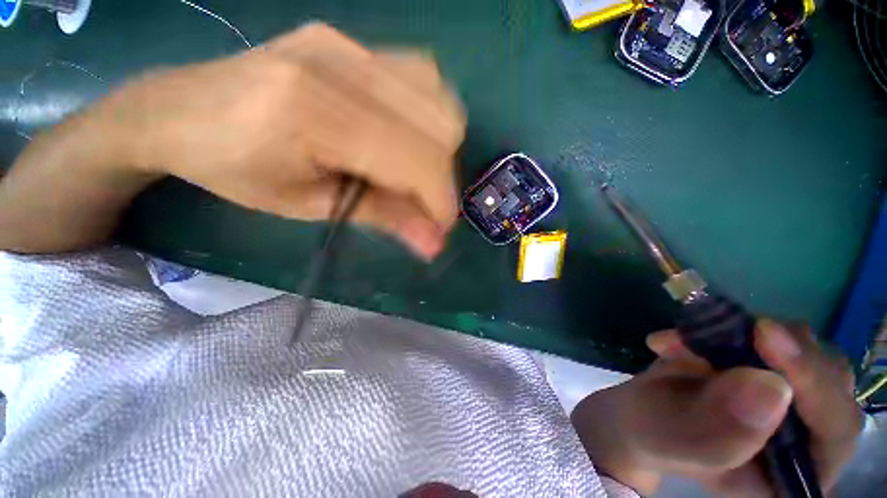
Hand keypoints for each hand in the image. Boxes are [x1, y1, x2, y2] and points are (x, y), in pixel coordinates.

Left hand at [98, 23, 465, 259]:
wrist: (179, 109)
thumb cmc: (235, 170)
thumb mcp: (310, 206)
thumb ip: (383, 219)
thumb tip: (434, 244)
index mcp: (314, 113)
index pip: (414, 158)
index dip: (439, 199)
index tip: (440, 229)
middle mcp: (338, 63)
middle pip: (437, 124)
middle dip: (442, 177)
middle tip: (422, 202)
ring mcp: (346, 42)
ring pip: (437, 96)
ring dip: (439, 146)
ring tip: (415, 171)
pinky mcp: (348, 39)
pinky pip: (420, 76)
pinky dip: (428, 115)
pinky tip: (406, 136)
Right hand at [571, 320, 860, 495]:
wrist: (641, 411)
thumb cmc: (656, 436)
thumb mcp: (677, 443)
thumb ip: (719, 434)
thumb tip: (769, 387)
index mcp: (796, 475)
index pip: (834, 427)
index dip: (811, 381)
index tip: (766, 335)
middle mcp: (809, 434)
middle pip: (828, 376)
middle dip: (781, 350)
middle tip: (736, 329)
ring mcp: (794, 395)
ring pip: (802, 346)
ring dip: (745, 335)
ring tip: (686, 341)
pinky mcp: (770, 363)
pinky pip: (766, 332)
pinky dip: (725, 326)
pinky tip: (684, 337)